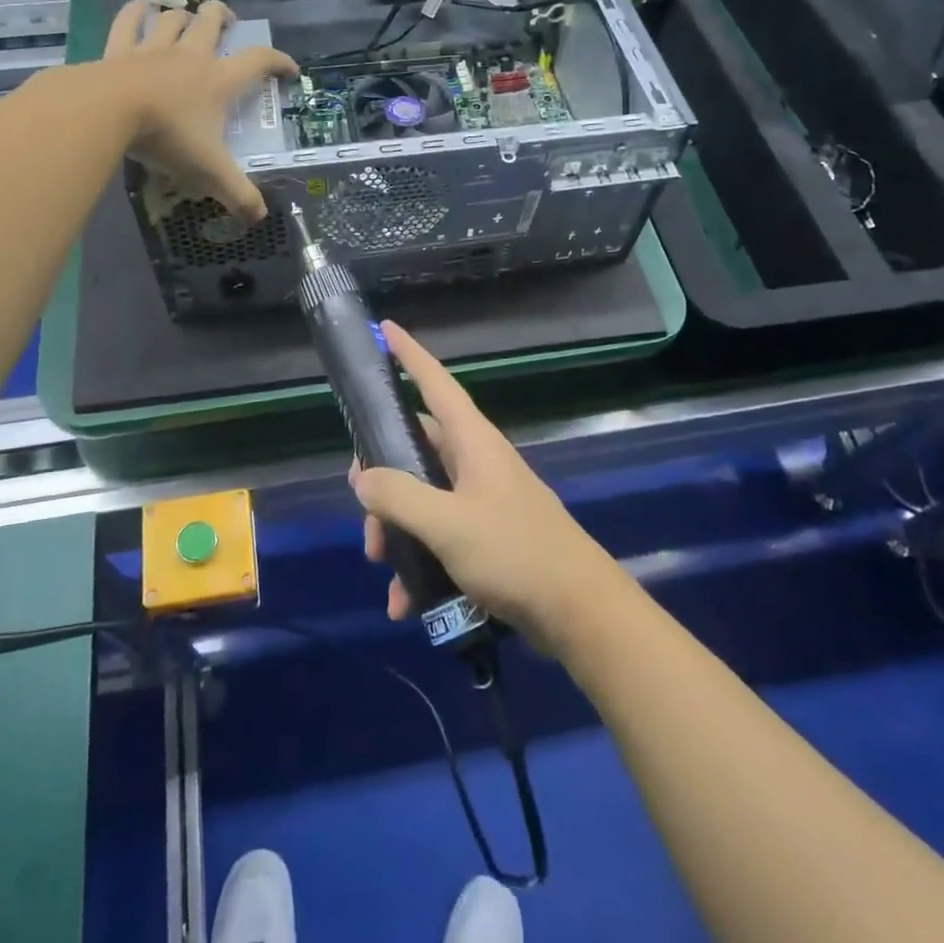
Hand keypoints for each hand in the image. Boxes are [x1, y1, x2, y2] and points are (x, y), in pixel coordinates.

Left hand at [103, 0, 297, 224]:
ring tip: (186, 17)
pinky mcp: (118, 51)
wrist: (107, 113)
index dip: (279, 61)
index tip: (290, 69)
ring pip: (173, 20)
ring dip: (182, 15)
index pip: (258, 61)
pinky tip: (140, 7)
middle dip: (223, 16)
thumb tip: (261, 218)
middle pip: (211, 22)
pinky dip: (135, 12)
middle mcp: (190, 57)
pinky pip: (128, 22)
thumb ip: (238, 195)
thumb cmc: (168, 138)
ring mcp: (153, 50)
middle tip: (228, 20)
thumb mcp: (210, 172)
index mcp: (219, 81)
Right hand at [353, 321, 622, 652]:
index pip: (436, 383)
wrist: (580, 612)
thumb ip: (400, 497)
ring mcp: (482, 501)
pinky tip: (405, 603)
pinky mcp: (487, 539)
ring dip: (397, 531)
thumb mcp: (448, 524)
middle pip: (416, 450)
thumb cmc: (515, 553)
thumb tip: (363, 478)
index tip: (385, 330)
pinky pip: (440, 539)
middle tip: (365, 512)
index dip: (410, 355)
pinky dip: (419, 565)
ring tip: (384, 569)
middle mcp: (476, 463)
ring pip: (422, 499)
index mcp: (473, 442)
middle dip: (384, 479)